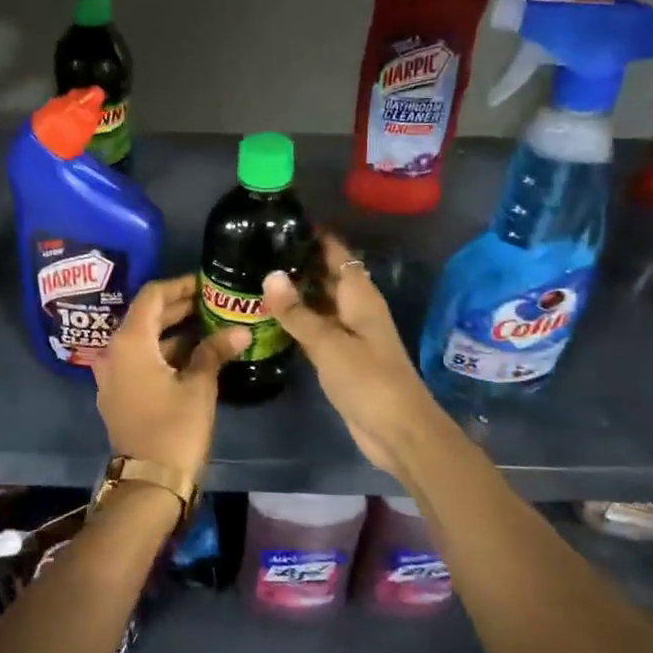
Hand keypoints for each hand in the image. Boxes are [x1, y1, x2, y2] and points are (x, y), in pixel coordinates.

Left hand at [93, 274, 245, 486]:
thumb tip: (240, 330)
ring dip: (172, 331)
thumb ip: (214, 351)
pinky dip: (162, 352)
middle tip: (212, 301)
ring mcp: (112, 376)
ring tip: (208, 325)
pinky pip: (139, 361)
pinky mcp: (118, 395)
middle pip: (145, 316)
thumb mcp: (199, 386)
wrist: (149, 484)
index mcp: (130, 342)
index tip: (206, 283)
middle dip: (178, 307)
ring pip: (142, 340)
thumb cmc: (175, 429)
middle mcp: (114, 352)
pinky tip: (192, 355)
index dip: (179, 285)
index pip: (152, 296)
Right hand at [261, 232, 440, 478]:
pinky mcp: (341, 355)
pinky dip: (297, 319)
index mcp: (359, 295)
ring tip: (254, 275)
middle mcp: (355, 307)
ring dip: (294, 291)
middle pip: (326, 274)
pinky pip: (316, 327)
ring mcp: (349, 332)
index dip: (313, 234)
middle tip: (256, 248)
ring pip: (319, 301)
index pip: (336, 251)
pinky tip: (270, 316)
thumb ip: (297, 312)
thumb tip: (269, 275)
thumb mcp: (328, 344)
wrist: (398, 432)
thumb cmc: (368, 380)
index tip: (279, 221)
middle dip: (297, 261)